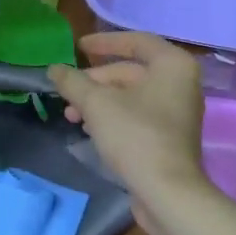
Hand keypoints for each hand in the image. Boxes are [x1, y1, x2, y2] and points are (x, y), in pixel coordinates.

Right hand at [48, 32, 208, 218]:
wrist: (167, 193)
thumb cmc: (135, 136)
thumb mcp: (97, 104)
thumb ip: (73, 82)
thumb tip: (54, 69)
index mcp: (172, 65)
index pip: (136, 41)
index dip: (103, 42)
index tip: (77, 48)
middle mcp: (181, 83)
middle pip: (131, 71)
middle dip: (95, 81)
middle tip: (67, 93)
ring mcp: (178, 111)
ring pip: (132, 95)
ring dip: (99, 101)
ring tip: (71, 116)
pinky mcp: (171, 137)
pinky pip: (139, 115)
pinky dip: (114, 116)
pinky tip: (89, 129)